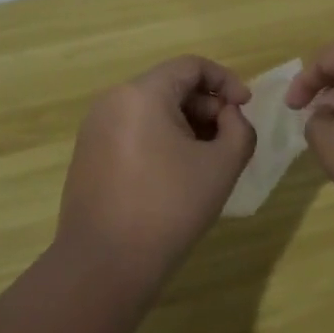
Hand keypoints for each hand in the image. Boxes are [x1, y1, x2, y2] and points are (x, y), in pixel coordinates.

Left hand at [57, 56, 255, 292]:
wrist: (104, 265)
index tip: (245, 108)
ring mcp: (95, 128)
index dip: (226, 81)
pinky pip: (132, 131)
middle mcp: (113, 101)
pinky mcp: (88, 155)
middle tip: (229, 139)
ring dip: (185, 125)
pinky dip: (160, 140)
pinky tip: (175, 175)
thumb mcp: (221, 166)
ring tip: (206, 160)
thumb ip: (239, 129)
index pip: (191, 66)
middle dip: (206, 107)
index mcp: (142, 93)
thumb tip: (229, 117)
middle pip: (170, 86)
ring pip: (151, 110)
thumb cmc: (168, 208)